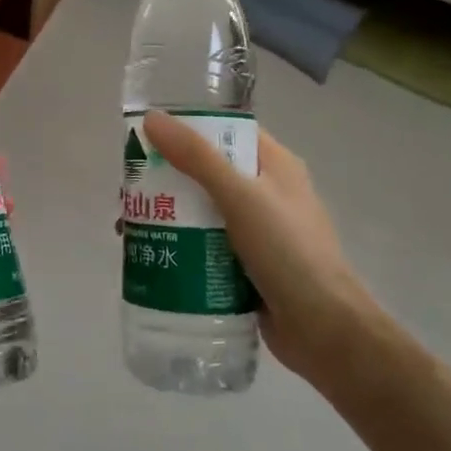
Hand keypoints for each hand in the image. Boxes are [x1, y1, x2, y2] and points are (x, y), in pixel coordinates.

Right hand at [141, 111, 376, 385]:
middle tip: (127, 190)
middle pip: (206, 173)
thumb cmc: (287, 252)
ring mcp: (257, 232)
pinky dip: (178, 245)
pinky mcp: (245, 265)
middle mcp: (266, 193)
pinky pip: (204, 245)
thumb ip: (196, 157)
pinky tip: (149, 253)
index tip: (145, 138)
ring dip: (166, 215)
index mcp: (275, 165)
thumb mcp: (240, 196)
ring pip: (201, 211)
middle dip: (165, 179)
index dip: (186, 129)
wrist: (324, 330)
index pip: (226, 132)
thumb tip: (152, 119)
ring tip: (127, 226)